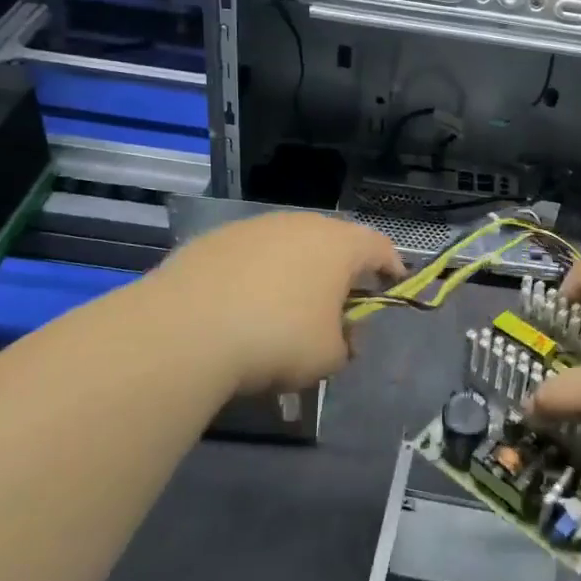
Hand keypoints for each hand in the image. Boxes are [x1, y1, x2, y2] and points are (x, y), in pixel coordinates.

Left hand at [145, 212, 402, 398]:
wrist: (187, 330)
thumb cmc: (278, 339)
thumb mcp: (329, 356)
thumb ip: (347, 343)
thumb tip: (341, 336)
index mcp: (339, 245)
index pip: (380, 247)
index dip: (391, 267)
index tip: (393, 285)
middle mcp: (300, 224)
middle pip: (333, 243)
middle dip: (340, 272)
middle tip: (338, 305)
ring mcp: (254, 227)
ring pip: (288, 246)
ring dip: (296, 273)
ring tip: (286, 309)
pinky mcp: (214, 240)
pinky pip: (250, 257)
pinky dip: (257, 276)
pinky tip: (243, 307)